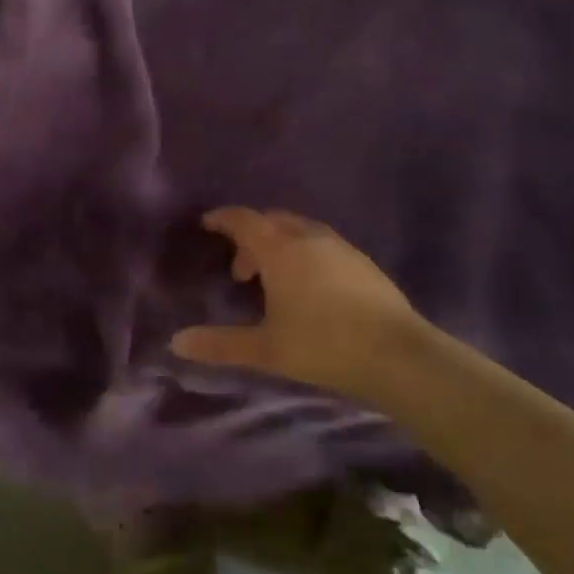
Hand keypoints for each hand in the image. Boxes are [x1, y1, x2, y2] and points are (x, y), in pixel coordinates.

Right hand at [170, 207, 438, 405]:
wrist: (397, 355)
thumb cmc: (323, 346)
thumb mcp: (266, 349)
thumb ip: (220, 344)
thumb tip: (176, 343)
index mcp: (280, 250)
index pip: (244, 220)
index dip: (223, 218)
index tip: (207, 224)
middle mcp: (309, 238)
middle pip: (272, 221)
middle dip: (251, 237)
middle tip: (241, 272)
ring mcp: (340, 247)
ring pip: (299, 231)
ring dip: (279, 245)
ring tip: (274, 282)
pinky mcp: (362, 261)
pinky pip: (321, 243)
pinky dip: (304, 253)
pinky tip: (310, 288)